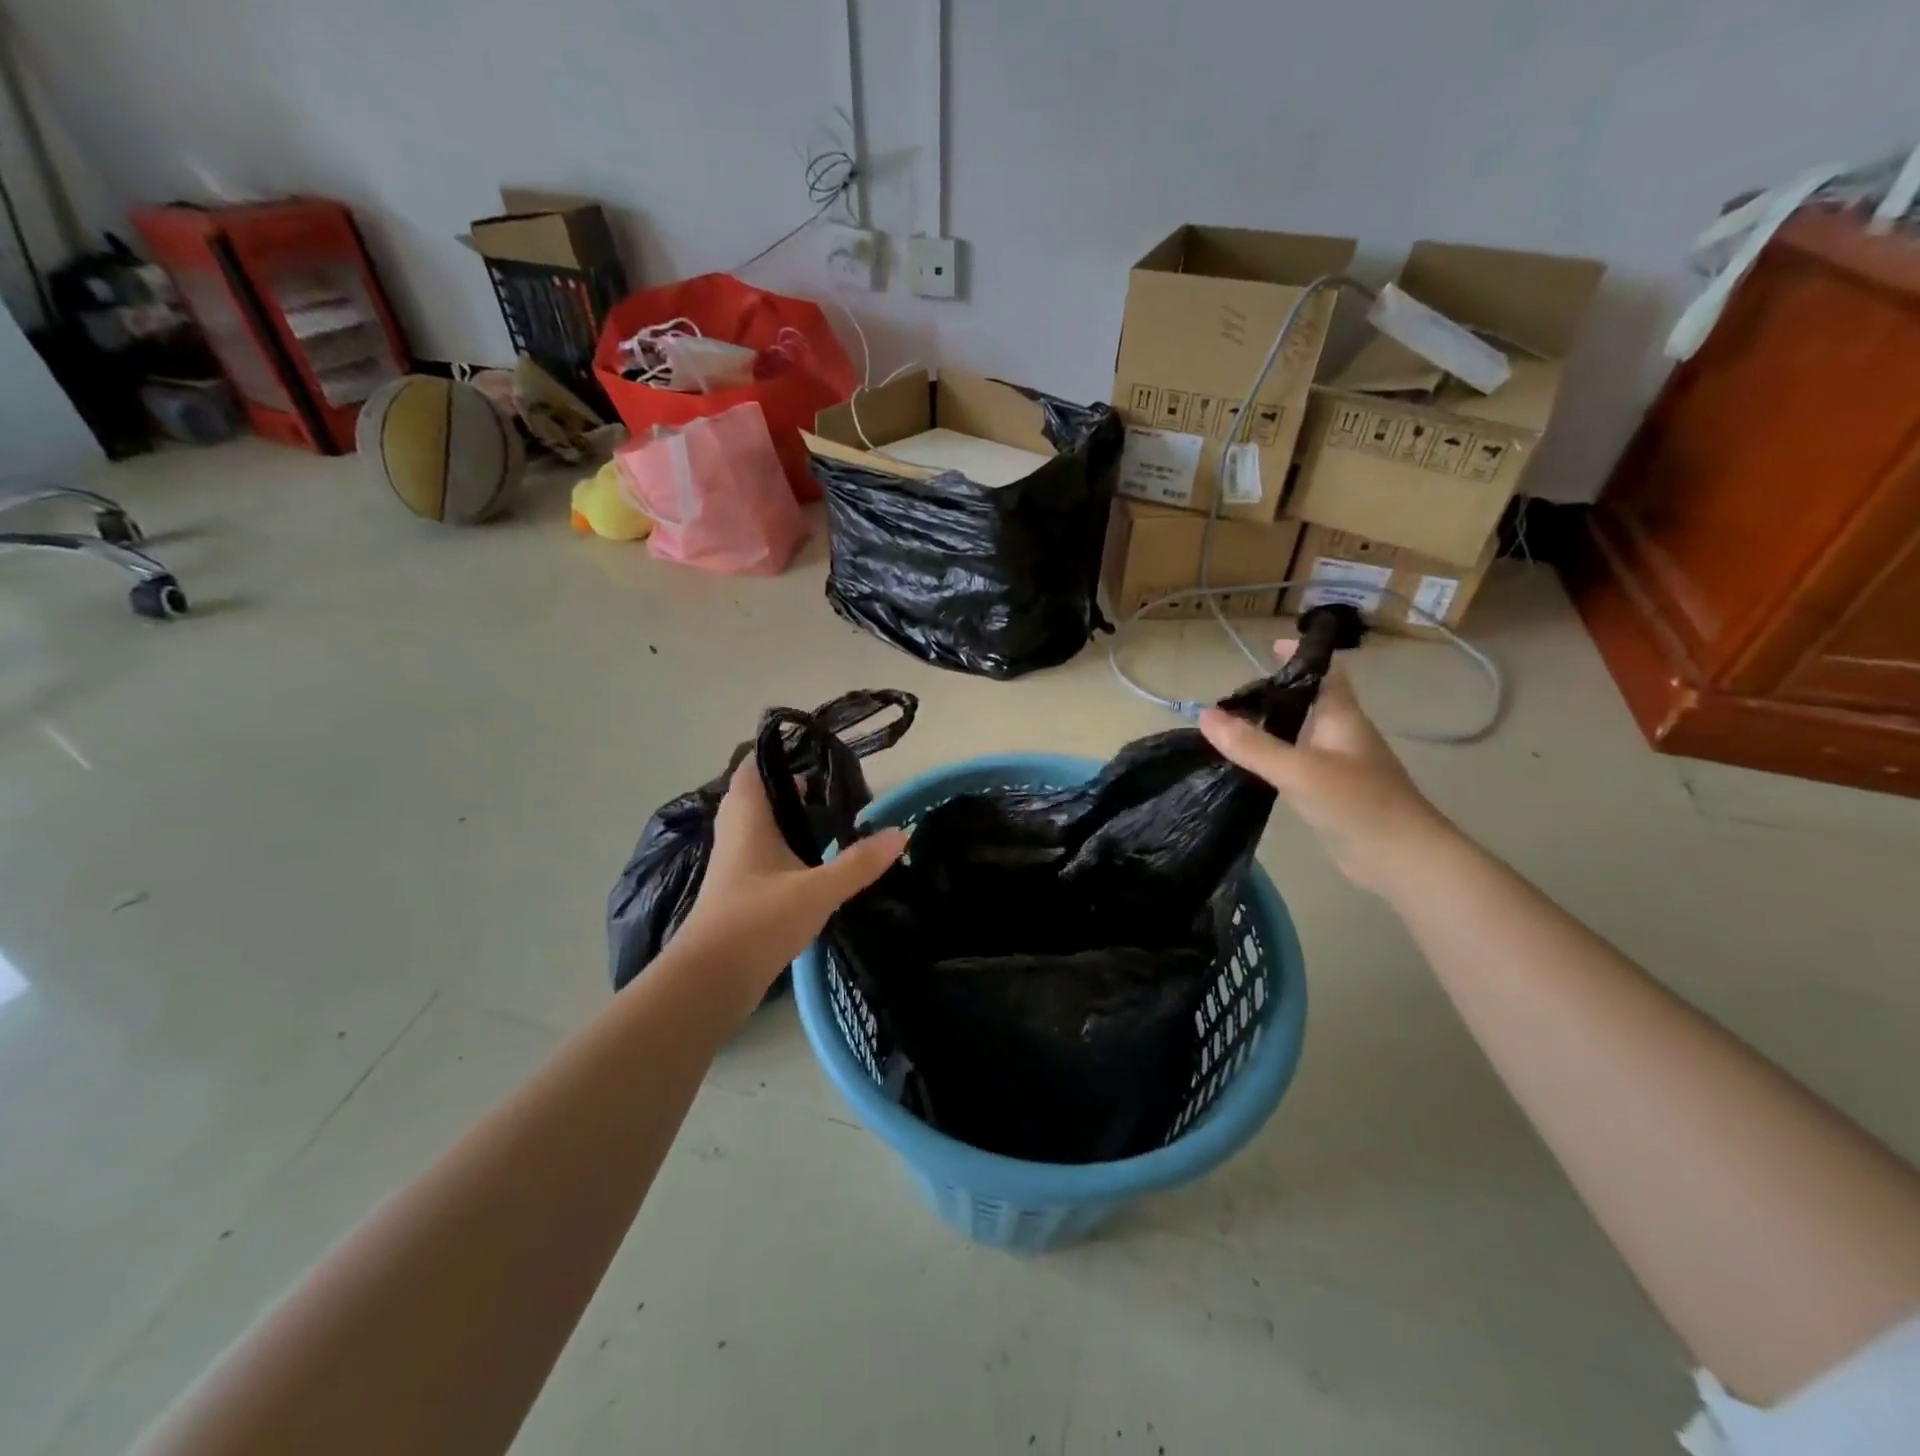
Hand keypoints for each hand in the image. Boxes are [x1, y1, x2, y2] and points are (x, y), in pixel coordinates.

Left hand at [675, 758, 908, 1009]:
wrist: (711, 980)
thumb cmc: (758, 921)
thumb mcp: (818, 890)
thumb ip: (860, 863)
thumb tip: (902, 833)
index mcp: (748, 819)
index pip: (754, 768)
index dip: (779, 754)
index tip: (816, 753)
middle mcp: (736, 833)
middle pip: (760, 796)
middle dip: (792, 788)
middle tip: (833, 791)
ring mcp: (735, 864)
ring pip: (762, 827)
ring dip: (790, 820)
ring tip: (832, 821)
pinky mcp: (739, 891)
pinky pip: (763, 853)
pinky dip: (787, 848)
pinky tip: (815, 863)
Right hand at [1200, 643, 1455, 894]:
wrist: (1402, 860)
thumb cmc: (1358, 803)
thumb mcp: (1298, 770)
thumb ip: (1252, 745)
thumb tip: (1205, 715)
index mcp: (1342, 718)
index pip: (1325, 673)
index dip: (1300, 657)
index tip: (1269, 646)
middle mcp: (1342, 736)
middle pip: (1309, 703)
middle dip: (1275, 694)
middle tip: (1233, 697)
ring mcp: (1340, 767)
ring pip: (1302, 735)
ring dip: (1272, 728)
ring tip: (1231, 728)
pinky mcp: (1332, 795)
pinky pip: (1298, 766)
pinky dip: (1274, 760)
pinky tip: (1250, 769)